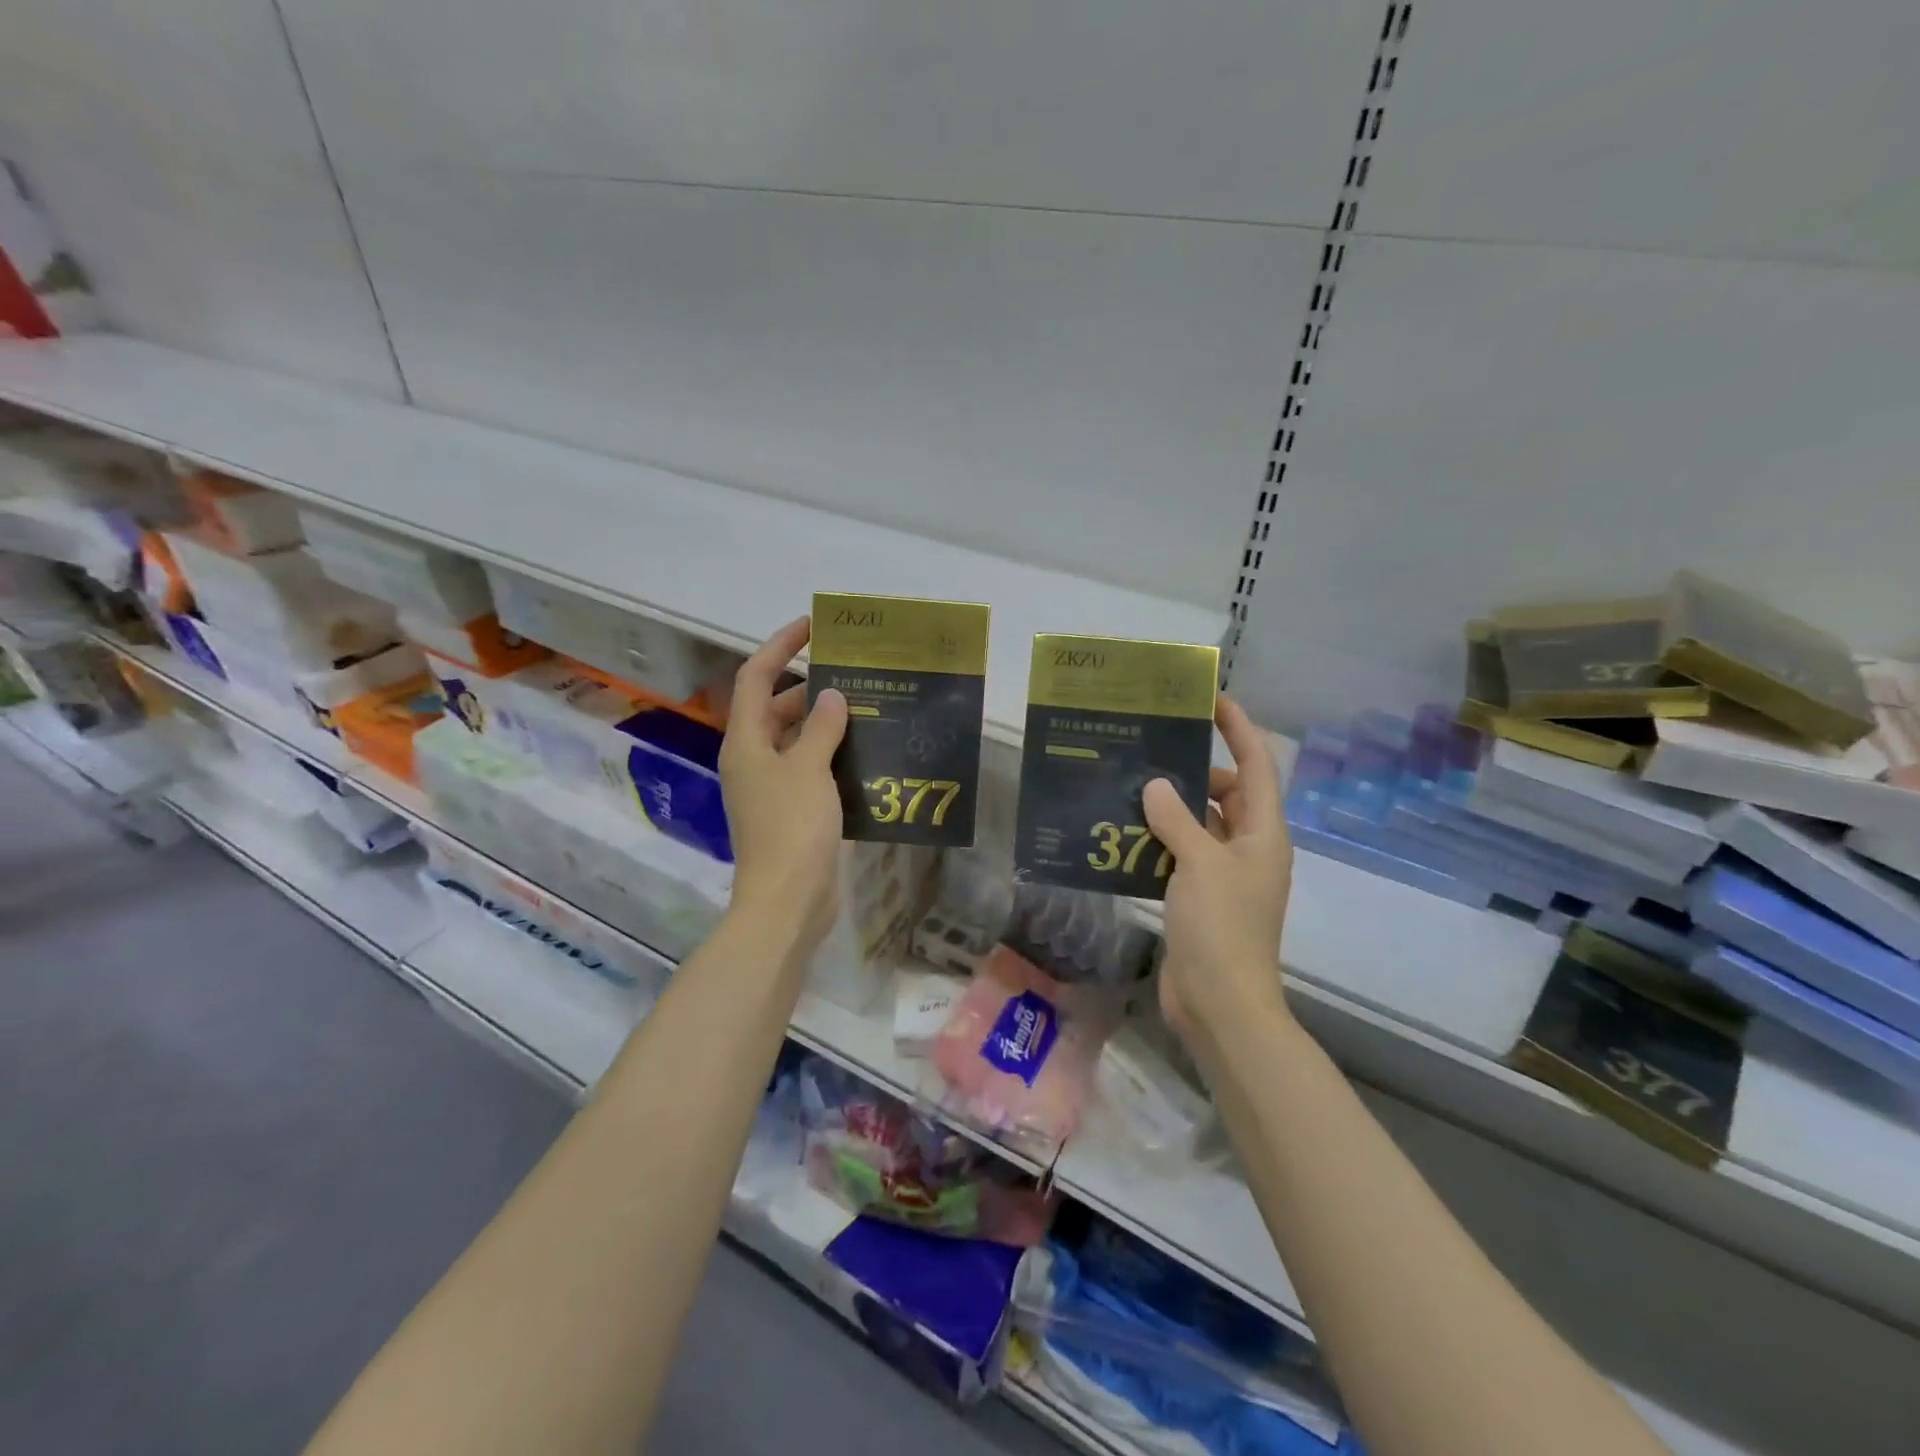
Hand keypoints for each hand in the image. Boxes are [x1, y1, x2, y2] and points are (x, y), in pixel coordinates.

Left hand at [717, 617, 848, 952]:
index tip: (813, 626)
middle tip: (852, 673)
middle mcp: (753, 759)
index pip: (756, 678)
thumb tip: (831, 696)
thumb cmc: (792, 829)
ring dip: (824, 722)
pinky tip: (866, 752)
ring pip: (796, 739)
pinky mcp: (792, 810)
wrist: (788, 901)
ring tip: (866, 707)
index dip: (780, 646)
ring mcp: (772, 787)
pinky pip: (811, 768)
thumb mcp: (808, 770)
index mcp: (746, 742)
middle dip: (809, 686)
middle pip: (776, 707)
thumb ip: (820, 728)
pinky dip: (832, 755)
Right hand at [1142, 695, 1294, 1054]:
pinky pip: (1178, 854)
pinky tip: (1121, 832)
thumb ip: (1178, 820)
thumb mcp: (1201, 864)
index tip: (1211, 699)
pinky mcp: (1197, 896)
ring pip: (1198, 824)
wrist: (1220, 1003)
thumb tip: (1156, 785)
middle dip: (1195, 769)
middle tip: (1152, 747)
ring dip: (1170, 806)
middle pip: (1227, 793)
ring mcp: (1223, 875)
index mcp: (1263, 834)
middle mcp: (1248, 848)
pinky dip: (1156, 840)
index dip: (1239, 729)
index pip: (1257, 766)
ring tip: (1129, 783)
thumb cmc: (1222, 927)